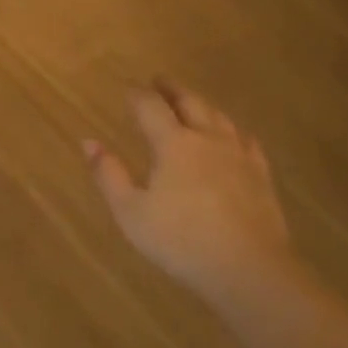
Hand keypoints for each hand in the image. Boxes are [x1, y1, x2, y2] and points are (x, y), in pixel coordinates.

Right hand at [85, 79, 293, 307]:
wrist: (247, 267)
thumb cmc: (180, 240)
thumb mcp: (131, 212)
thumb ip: (108, 174)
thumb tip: (88, 141)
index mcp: (173, 143)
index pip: (151, 107)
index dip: (137, 95)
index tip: (127, 89)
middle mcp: (207, 139)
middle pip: (190, 102)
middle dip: (172, 89)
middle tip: (160, 80)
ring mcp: (238, 155)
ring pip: (219, 117)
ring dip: (201, 104)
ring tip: (192, 102)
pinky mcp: (260, 175)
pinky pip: (245, 140)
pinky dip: (231, 130)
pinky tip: (233, 136)